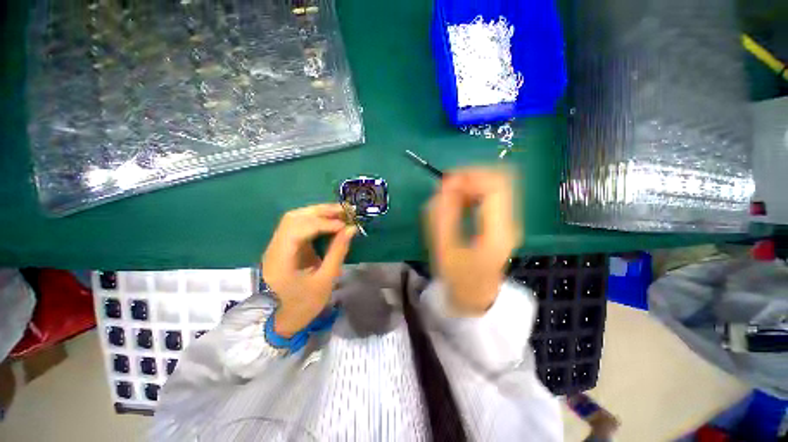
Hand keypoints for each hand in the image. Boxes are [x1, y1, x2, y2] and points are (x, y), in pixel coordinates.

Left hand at [262, 204, 356, 336]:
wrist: (283, 318)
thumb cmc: (305, 304)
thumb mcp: (325, 280)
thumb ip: (338, 251)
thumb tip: (351, 228)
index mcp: (280, 260)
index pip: (299, 229)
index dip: (323, 223)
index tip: (345, 225)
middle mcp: (274, 247)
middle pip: (294, 217)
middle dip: (321, 211)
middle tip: (345, 210)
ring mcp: (277, 245)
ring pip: (296, 218)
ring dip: (319, 212)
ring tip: (340, 212)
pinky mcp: (284, 245)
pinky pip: (299, 225)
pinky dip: (316, 219)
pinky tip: (330, 220)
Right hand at [427, 168, 520, 315]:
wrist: (476, 295)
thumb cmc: (458, 278)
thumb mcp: (444, 250)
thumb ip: (443, 217)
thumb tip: (443, 188)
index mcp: (499, 231)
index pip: (496, 186)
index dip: (470, 176)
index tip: (446, 183)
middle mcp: (510, 221)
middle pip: (500, 179)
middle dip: (470, 175)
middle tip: (446, 186)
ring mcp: (509, 219)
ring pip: (496, 183)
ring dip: (471, 182)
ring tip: (449, 194)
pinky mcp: (502, 219)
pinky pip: (491, 193)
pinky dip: (473, 190)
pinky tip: (459, 200)